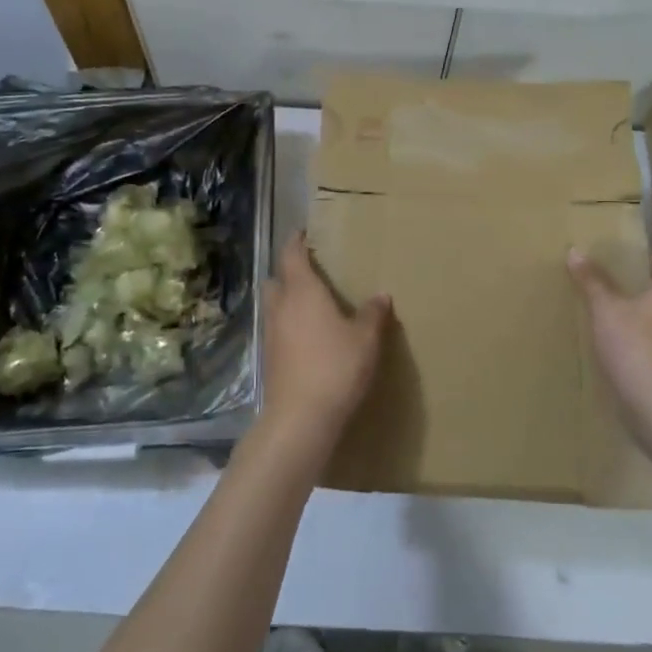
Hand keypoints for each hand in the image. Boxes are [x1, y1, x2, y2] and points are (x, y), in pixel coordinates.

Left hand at [258, 233, 389, 452]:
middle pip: (276, 279)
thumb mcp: (365, 339)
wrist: (300, 418)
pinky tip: (307, 337)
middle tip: (309, 271)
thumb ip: (373, 314)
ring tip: (310, 304)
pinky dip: (287, 325)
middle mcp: (281, 307)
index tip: (302, 233)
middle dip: (288, 272)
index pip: (292, 255)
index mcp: (303, 291)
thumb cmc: (336, 367)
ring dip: (286, 299)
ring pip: (273, 306)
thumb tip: (381, 295)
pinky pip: (276, 329)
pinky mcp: (269, 359)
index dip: (296, 242)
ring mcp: (270, 334)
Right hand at [568, 249, 651, 419]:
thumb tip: (575, 251)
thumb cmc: (636, 344)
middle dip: (634, 291)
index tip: (608, 264)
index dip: (634, 261)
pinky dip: (642, 342)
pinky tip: (617, 346)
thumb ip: (592, 280)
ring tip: (604, 317)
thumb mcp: (606, 308)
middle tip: (601, 288)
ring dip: (638, 319)